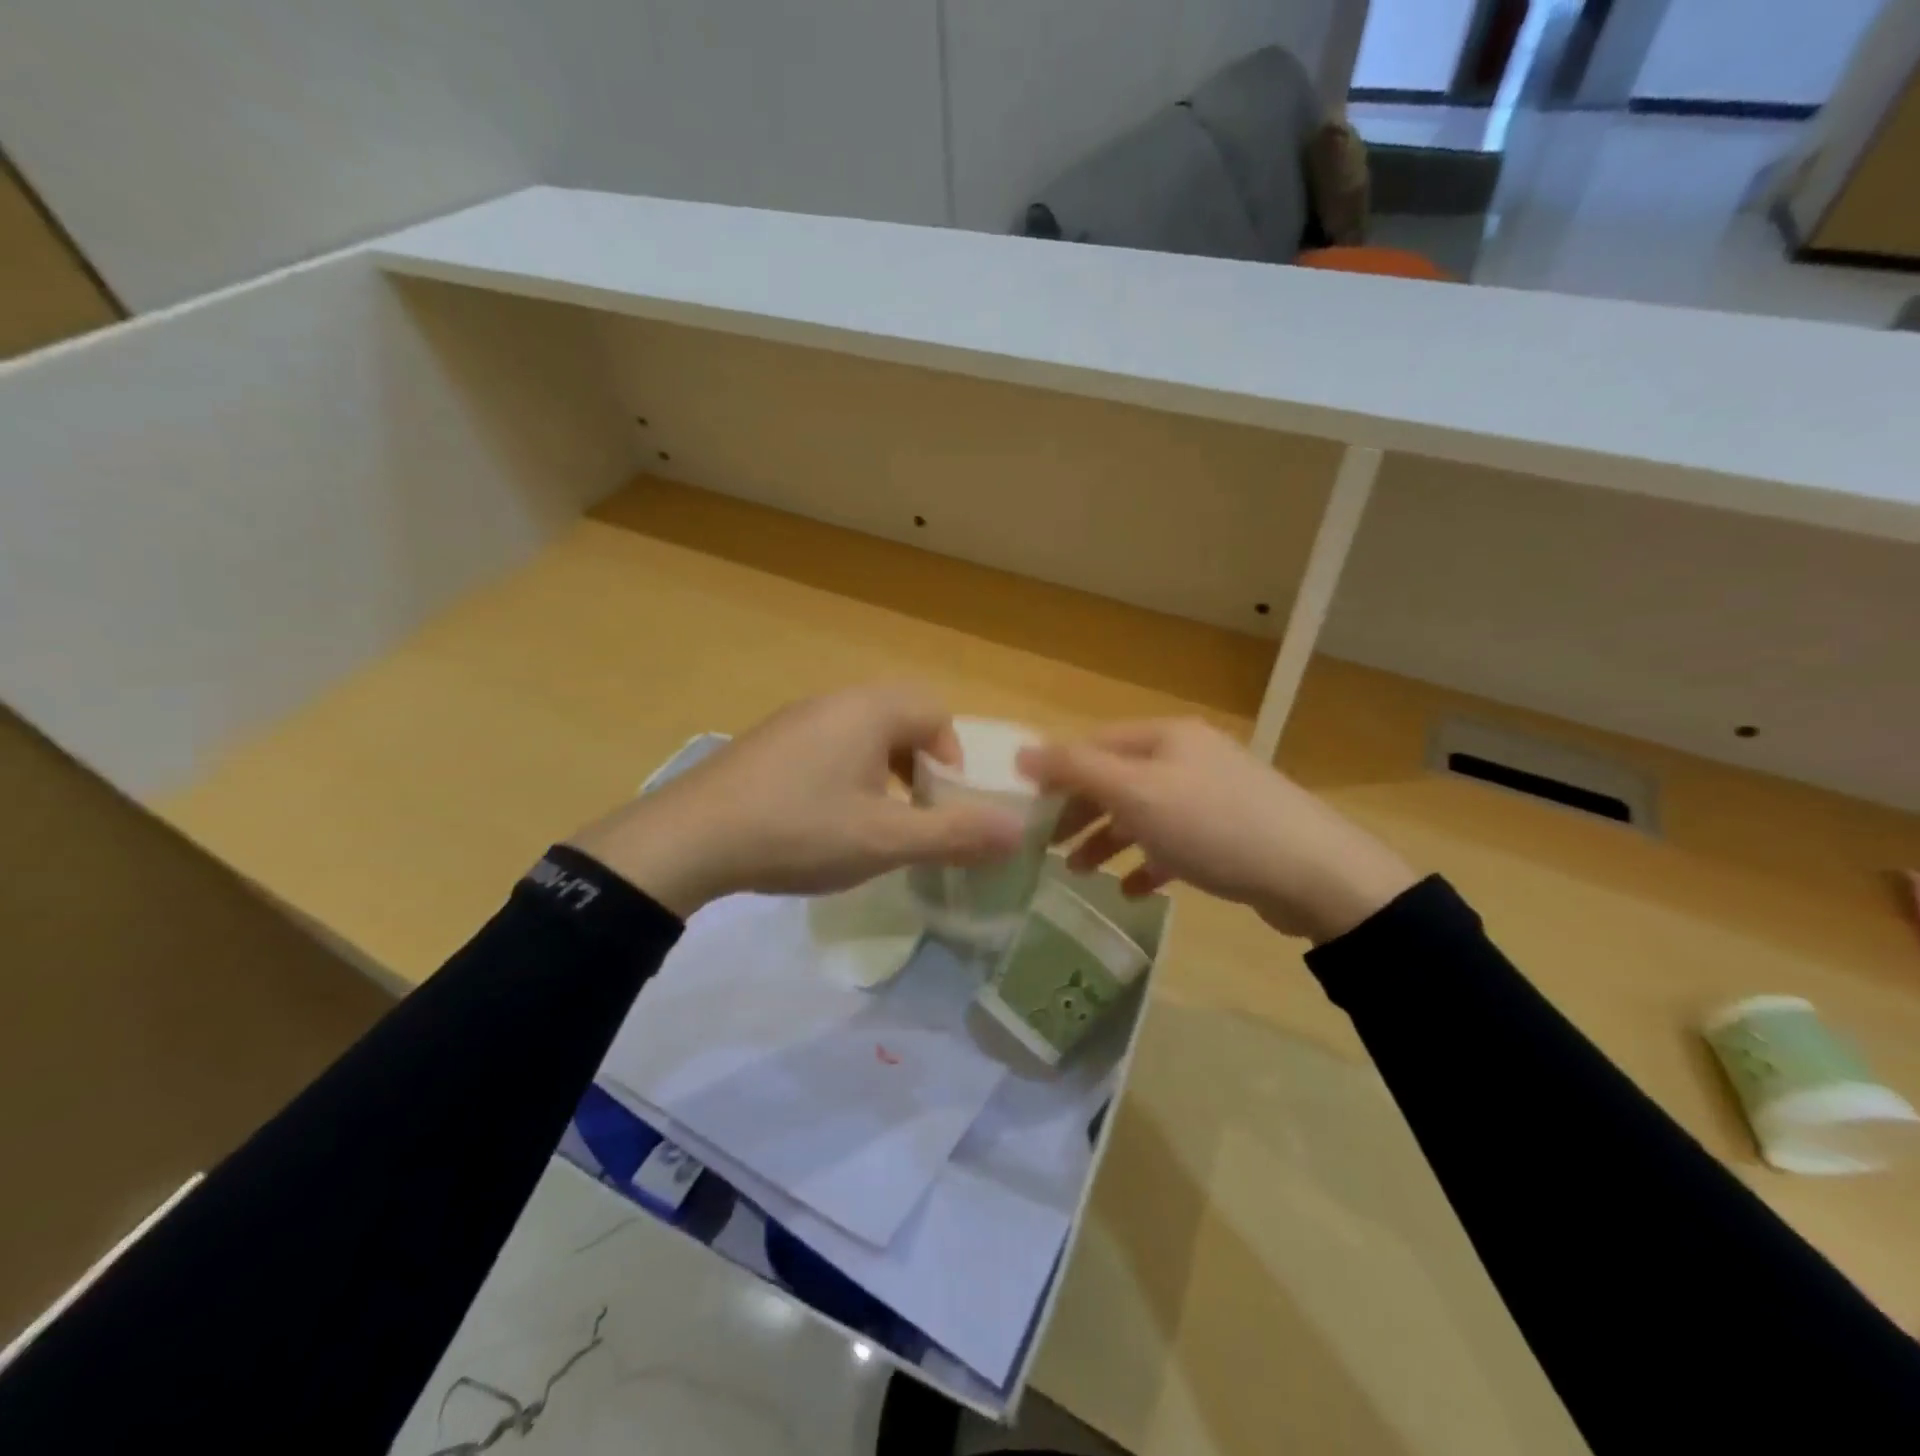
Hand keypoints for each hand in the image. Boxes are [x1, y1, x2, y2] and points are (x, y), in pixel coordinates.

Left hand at [568, 684, 1025, 916]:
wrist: (690, 838)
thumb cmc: (800, 830)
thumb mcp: (885, 840)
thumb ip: (954, 834)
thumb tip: (1019, 832)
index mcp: (870, 710)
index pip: (936, 712)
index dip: (952, 758)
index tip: (942, 804)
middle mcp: (835, 701)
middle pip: (901, 718)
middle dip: (919, 765)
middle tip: (914, 811)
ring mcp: (796, 719)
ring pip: (862, 733)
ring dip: (882, 771)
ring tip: (873, 820)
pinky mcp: (769, 742)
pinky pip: (827, 745)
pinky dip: (845, 774)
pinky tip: (824, 819)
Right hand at [1017, 718, 1418, 943]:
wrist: (1314, 874)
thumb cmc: (1213, 826)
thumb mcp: (1136, 793)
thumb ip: (1076, 769)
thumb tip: (1022, 752)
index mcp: (1165, 737)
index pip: (1093, 745)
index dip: (1056, 775)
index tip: (1026, 811)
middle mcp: (1186, 757)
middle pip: (1116, 779)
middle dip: (1080, 813)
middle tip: (1045, 847)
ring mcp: (1210, 794)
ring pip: (1142, 813)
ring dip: (1108, 840)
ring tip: (1080, 874)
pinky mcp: (1228, 833)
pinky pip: (1173, 843)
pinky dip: (1148, 862)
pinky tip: (1133, 890)